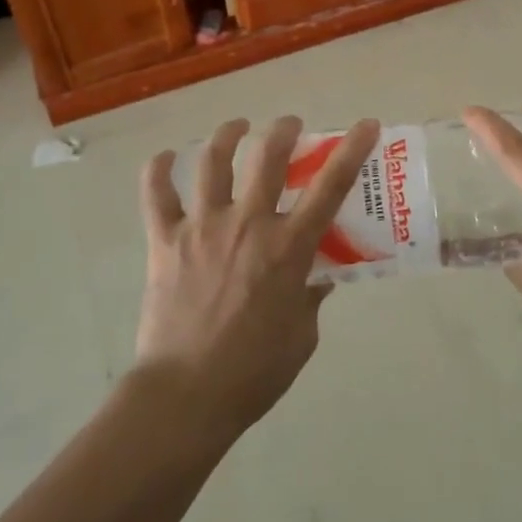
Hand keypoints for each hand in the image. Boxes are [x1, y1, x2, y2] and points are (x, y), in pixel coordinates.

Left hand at [135, 115, 379, 439]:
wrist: (185, 397)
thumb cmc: (253, 372)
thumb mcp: (302, 335)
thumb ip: (311, 295)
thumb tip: (316, 274)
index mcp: (288, 247)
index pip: (330, 187)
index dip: (351, 150)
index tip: (366, 124)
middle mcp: (247, 224)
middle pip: (268, 157)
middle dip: (283, 130)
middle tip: (289, 126)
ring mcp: (202, 228)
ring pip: (212, 162)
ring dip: (227, 136)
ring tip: (236, 128)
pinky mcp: (165, 241)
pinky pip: (156, 195)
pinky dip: (158, 171)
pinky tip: (164, 158)